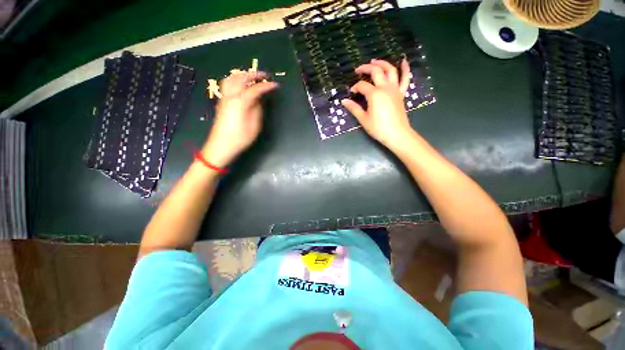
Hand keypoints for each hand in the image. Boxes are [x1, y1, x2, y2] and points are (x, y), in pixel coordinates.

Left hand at [202, 72, 277, 167]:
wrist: (221, 145)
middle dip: (253, 75)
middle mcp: (230, 97)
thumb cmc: (240, 138)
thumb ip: (257, 110)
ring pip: (231, 79)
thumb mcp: (254, 126)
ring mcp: (224, 98)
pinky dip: (236, 80)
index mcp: (240, 103)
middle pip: (240, 79)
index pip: (254, 89)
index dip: (265, 86)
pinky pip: (228, 85)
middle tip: (264, 75)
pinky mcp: (222, 102)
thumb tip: (258, 100)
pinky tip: (242, 86)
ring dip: (243, 76)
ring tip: (252, 78)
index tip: (275, 85)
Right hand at [341, 59, 414, 149]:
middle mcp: (385, 87)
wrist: (397, 134)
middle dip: (366, 68)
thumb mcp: (363, 119)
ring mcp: (395, 89)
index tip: (351, 93)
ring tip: (375, 61)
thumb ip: (354, 108)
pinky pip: (405, 78)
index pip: (362, 86)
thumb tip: (343, 101)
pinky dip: (405, 68)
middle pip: (376, 71)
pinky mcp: (401, 93)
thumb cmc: (378, 128)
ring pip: (390, 70)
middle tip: (358, 69)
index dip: (355, 87)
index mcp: (374, 94)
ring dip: (382, 63)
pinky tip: (403, 61)